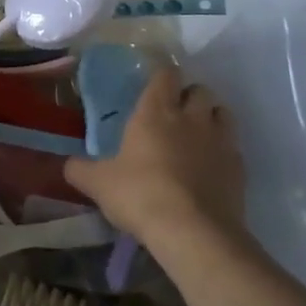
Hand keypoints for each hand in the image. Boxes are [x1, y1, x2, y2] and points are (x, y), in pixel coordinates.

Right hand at [64, 68, 246, 249]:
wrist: (193, 232)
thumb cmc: (140, 195)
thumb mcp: (98, 184)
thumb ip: (80, 169)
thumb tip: (66, 164)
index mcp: (156, 111)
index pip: (165, 74)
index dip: (161, 76)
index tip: (153, 86)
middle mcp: (192, 117)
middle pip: (199, 89)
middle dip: (189, 96)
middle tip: (174, 114)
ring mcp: (220, 141)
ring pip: (223, 112)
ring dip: (211, 118)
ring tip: (197, 136)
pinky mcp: (239, 167)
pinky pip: (233, 147)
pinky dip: (223, 151)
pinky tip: (210, 169)